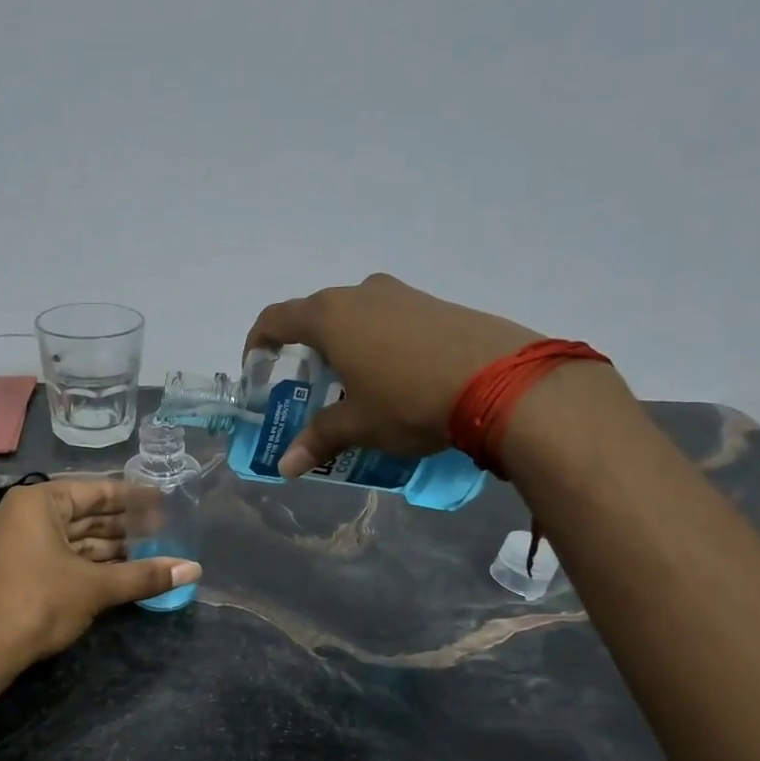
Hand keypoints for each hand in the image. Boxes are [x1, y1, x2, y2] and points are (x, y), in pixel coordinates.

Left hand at [0, 479, 200, 666]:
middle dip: (123, 525)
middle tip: (163, 530)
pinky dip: (87, 563)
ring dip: (108, 547)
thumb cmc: (39, 602)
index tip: (162, 502)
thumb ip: (145, 575)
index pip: (95, 491)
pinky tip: (119, 571)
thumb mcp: (96, 587)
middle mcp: (21, 514)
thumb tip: (195, 570)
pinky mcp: (13, 569)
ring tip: (149, 552)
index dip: (132, 498)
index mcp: (37, 502)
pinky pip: (58, 555)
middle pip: (83, 514)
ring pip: (71, 538)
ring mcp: (13, 542)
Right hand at [245, 273, 542, 476]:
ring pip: (357, 314)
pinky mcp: (437, 303)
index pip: (276, 318)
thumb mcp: (358, 425)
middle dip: (306, 348)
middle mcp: (362, 293)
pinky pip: (391, 318)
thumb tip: (285, 467)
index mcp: (330, 316)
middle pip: (317, 314)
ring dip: (346, 343)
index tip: (257, 366)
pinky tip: (398, 376)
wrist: (502, 381)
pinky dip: (380, 341)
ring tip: (355, 383)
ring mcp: (403, 294)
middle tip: (310, 385)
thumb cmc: (409, 400)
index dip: (258, 341)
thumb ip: (318, 439)